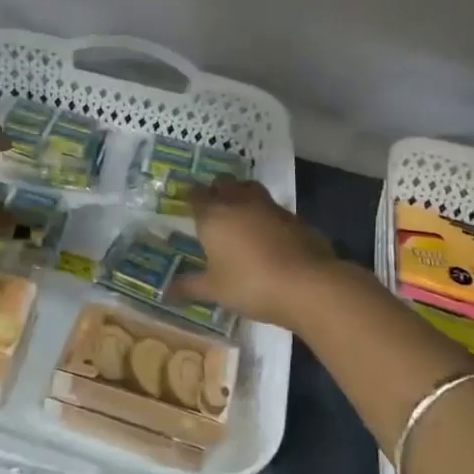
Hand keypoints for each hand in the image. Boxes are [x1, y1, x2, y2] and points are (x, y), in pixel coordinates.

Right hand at [175, 178, 343, 330]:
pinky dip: (265, 215)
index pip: (195, 195)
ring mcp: (270, 206)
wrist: (307, 284)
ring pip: (250, 189)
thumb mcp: (215, 290)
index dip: (189, 197)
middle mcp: (240, 202)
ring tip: (238, 214)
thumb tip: (166, 291)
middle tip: (211, 207)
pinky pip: (273, 208)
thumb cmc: (251, 284)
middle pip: (223, 183)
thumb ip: (189, 286)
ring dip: (242, 195)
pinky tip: (266, 234)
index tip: (186, 204)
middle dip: (215, 190)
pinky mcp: (294, 217)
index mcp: (214, 215)